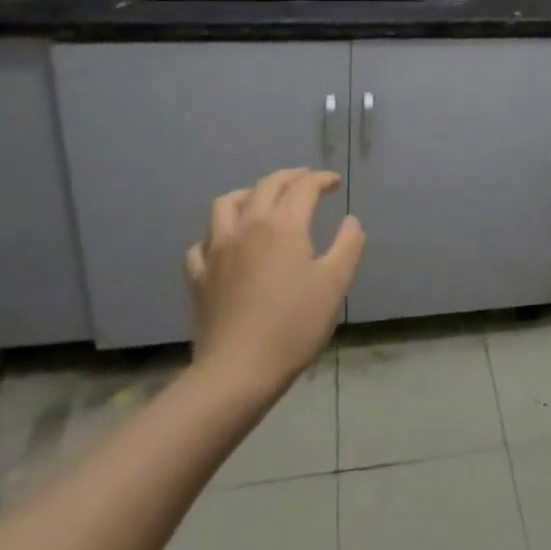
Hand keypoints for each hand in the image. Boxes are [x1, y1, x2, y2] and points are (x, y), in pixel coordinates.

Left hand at [185, 168, 365, 394]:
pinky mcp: (199, 276)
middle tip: (307, 182)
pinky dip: (219, 233)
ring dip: (249, 193)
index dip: (321, 179)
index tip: (335, 183)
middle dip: (290, 178)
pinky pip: (203, 242)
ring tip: (263, 200)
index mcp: (283, 225)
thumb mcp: (336, 283)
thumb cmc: (294, 325)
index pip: (303, 187)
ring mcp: (217, 250)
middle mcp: (247, 226)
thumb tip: (351, 220)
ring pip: (226, 204)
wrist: (238, 371)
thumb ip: (348, 244)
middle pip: (266, 186)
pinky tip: (228, 243)